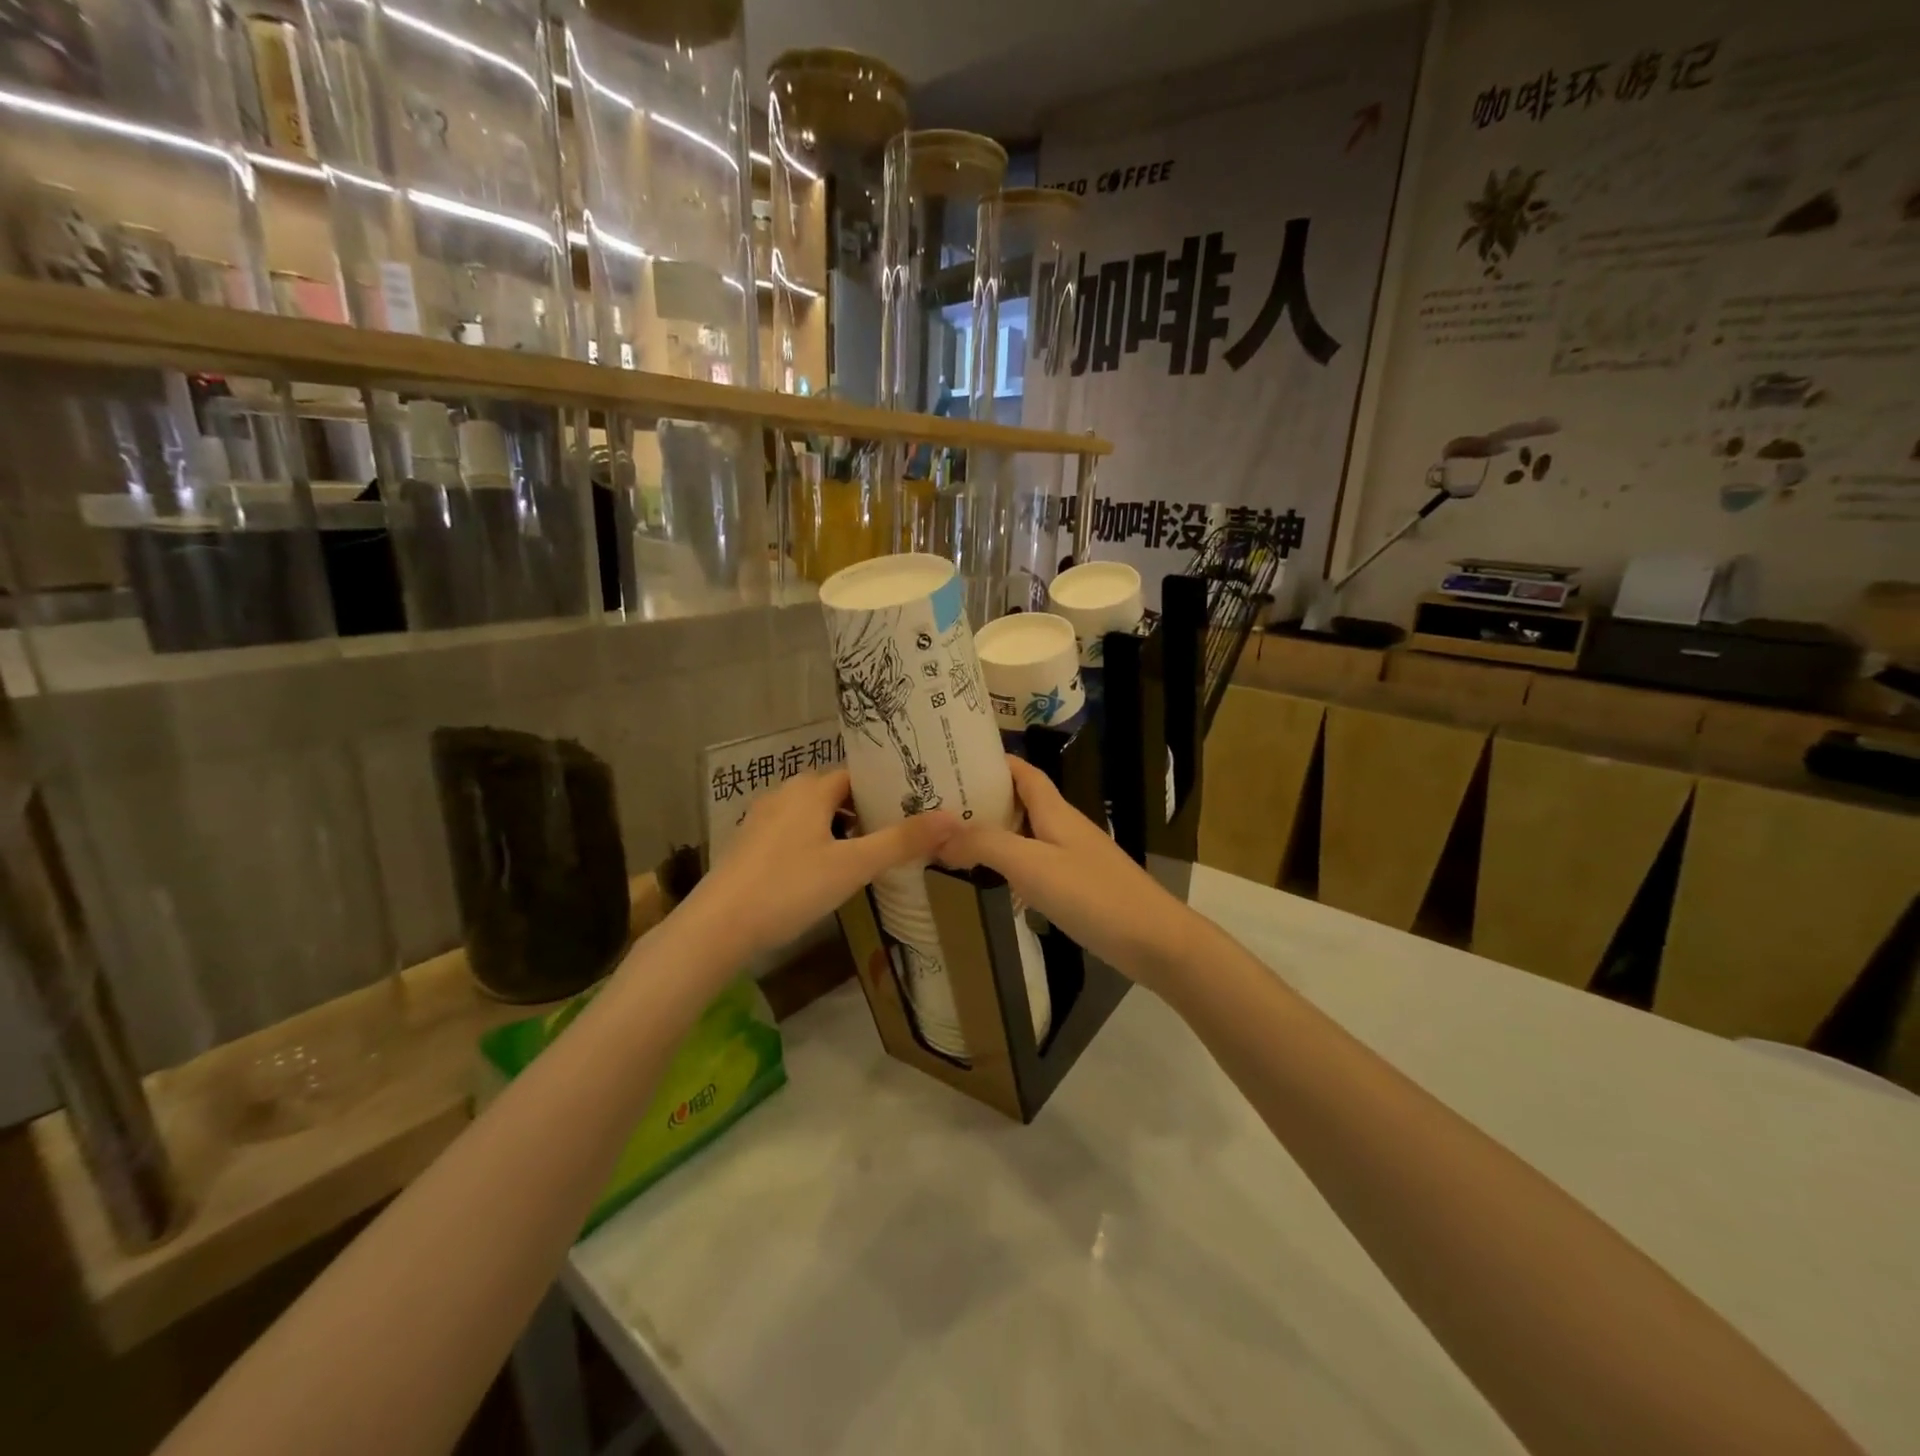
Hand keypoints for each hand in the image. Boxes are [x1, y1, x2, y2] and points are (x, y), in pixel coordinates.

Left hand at [685, 769, 957, 958]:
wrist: (718, 926)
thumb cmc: (789, 887)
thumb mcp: (852, 866)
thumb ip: (901, 842)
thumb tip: (951, 818)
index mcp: (810, 789)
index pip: (856, 775)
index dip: (884, 788)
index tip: (912, 804)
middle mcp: (784, 794)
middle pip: (833, 793)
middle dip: (864, 810)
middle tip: (896, 832)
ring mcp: (761, 820)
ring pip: (811, 814)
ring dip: (838, 828)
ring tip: (866, 854)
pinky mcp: (748, 845)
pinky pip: (791, 833)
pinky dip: (813, 843)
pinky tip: (822, 872)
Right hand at [937, 756, 1196, 987]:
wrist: (1154, 940)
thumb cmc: (1092, 894)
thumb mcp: (1031, 864)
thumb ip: (985, 844)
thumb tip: (938, 834)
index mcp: (1055, 811)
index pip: (1023, 772)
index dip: (994, 761)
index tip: (956, 760)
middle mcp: (1064, 827)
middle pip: (1022, 801)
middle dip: (986, 798)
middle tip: (942, 807)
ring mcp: (1074, 858)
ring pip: (1028, 834)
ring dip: (996, 833)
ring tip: (956, 840)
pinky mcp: (1080, 887)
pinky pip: (1037, 864)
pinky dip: (1012, 864)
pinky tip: (995, 881)